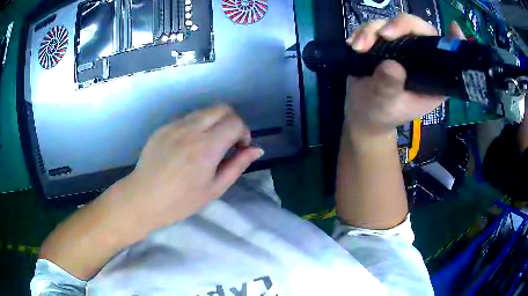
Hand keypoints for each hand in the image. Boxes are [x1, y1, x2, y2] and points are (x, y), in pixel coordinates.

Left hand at [110, 106, 263, 233]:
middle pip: (222, 108)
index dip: (244, 132)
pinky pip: (187, 118)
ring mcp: (175, 125)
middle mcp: (192, 129)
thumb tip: (257, 150)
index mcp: (207, 147)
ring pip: (204, 110)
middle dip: (232, 121)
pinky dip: (197, 125)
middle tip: (228, 142)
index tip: (240, 147)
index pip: (235, 122)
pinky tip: (189, 145)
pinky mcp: (163, 127)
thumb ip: (237, 166)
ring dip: (214, 122)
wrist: (143, 198)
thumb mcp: (214, 189)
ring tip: (209, 144)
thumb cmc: (180, 201)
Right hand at [345, 14, 465, 136]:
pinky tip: (353, 44)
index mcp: (432, 78)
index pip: (446, 56)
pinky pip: (375, 28)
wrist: (362, 113)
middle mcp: (421, 59)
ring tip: (358, 47)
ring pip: (394, 24)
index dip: (453, 42)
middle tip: (384, 34)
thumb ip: (390, 87)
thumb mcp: (386, 105)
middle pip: (418, 29)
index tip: (454, 28)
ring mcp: (402, 49)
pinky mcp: (385, 44)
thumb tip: (392, 65)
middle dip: (400, 25)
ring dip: (373, 29)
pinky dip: (363, 32)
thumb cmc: (380, 114)